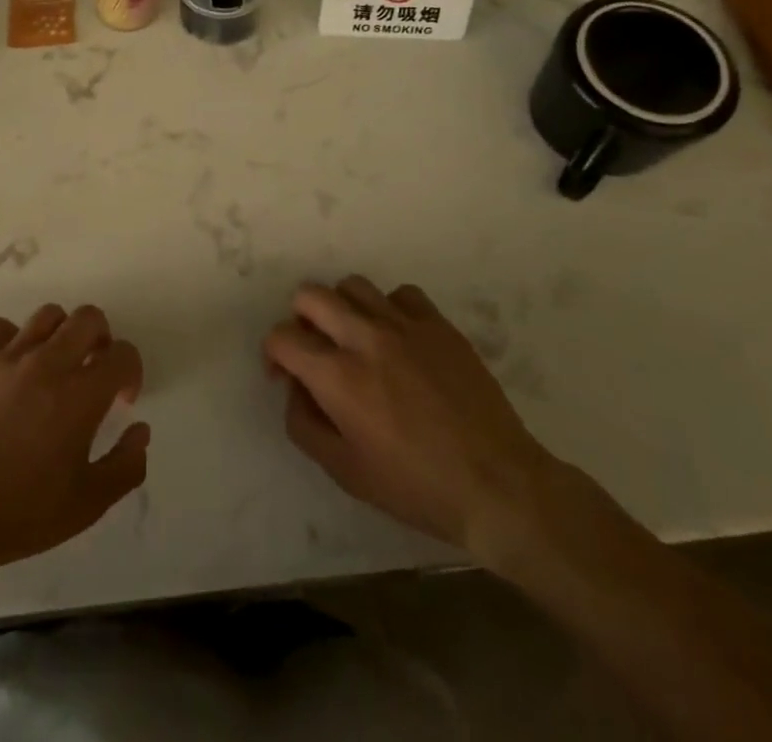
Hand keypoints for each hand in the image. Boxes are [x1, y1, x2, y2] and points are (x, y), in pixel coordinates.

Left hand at [0, 304, 147, 579]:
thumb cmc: (19, 514)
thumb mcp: (86, 505)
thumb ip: (125, 466)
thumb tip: (140, 430)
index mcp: (79, 396)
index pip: (122, 354)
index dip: (131, 370)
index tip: (121, 397)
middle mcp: (46, 364)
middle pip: (88, 318)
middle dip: (101, 338)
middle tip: (93, 368)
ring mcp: (5, 357)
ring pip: (47, 316)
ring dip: (60, 335)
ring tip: (53, 365)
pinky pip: (1, 329)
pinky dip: (14, 341)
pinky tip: (11, 370)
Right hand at [264, 277, 554, 564]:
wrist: (497, 485)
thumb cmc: (416, 486)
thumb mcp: (346, 472)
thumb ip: (304, 425)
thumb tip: (295, 389)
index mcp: (337, 376)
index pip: (282, 337)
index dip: (274, 353)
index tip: (286, 375)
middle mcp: (364, 338)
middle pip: (310, 295)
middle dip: (301, 320)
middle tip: (316, 349)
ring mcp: (404, 325)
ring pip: (353, 286)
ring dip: (342, 308)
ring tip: (355, 338)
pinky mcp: (438, 325)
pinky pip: (401, 294)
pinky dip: (389, 309)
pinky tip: (397, 338)